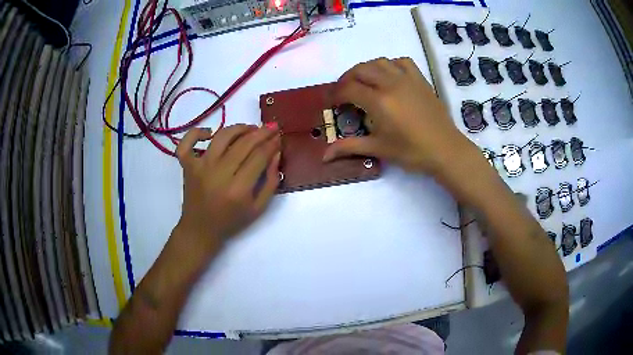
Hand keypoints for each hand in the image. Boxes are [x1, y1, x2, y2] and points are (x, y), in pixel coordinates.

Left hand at [174, 124, 280, 256]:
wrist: (200, 229)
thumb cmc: (231, 221)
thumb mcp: (258, 208)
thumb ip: (271, 181)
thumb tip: (276, 153)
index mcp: (238, 189)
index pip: (259, 156)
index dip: (272, 143)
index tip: (279, 137)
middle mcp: (218, 174)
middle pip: (243, 143)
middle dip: (262, 132)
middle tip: (271, 127)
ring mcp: (200, 167)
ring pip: (221, 137)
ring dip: (239, 128)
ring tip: (250, 129)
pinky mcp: (187, 166)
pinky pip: (187, 142)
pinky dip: (196, 133)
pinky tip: (209, 133)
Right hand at [324, 57, 473, 174]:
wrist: (445, 150)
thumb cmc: (411, 152)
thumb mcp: (378, 149)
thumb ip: (350, 147)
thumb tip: (324, 156)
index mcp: (379, 101)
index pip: (348, 89)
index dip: (335, 94)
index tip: (330, 103)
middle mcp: (390, 84)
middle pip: (360, 70)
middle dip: (346, 79)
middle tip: (343, 92)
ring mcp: (407, 79)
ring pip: (379, 62)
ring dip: (366, 69)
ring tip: (363, 82)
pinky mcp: (420, 79)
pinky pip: (402, 62)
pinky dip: (390, 65)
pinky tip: (389, 76)